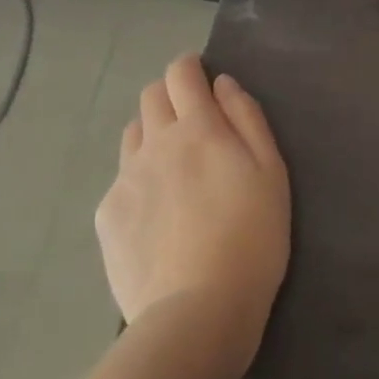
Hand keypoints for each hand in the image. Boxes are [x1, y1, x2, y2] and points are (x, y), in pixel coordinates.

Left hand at [95, 55, 289, 360]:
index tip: (199, 77)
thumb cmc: (252, 239)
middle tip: (193, 125)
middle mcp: (155, 143)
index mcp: (198, 128)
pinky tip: (157, 216)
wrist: (197, 311)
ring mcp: (126, 178)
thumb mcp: (271, 173)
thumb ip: (247, 119)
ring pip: (133, 134)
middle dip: (170, 96)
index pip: (181, 73)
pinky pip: (121, 179)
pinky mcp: (107, 214)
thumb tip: (223, 84)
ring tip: (173, 169)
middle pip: (151, 96)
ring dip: (152, 135)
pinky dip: (139, 181)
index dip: (189, 67)